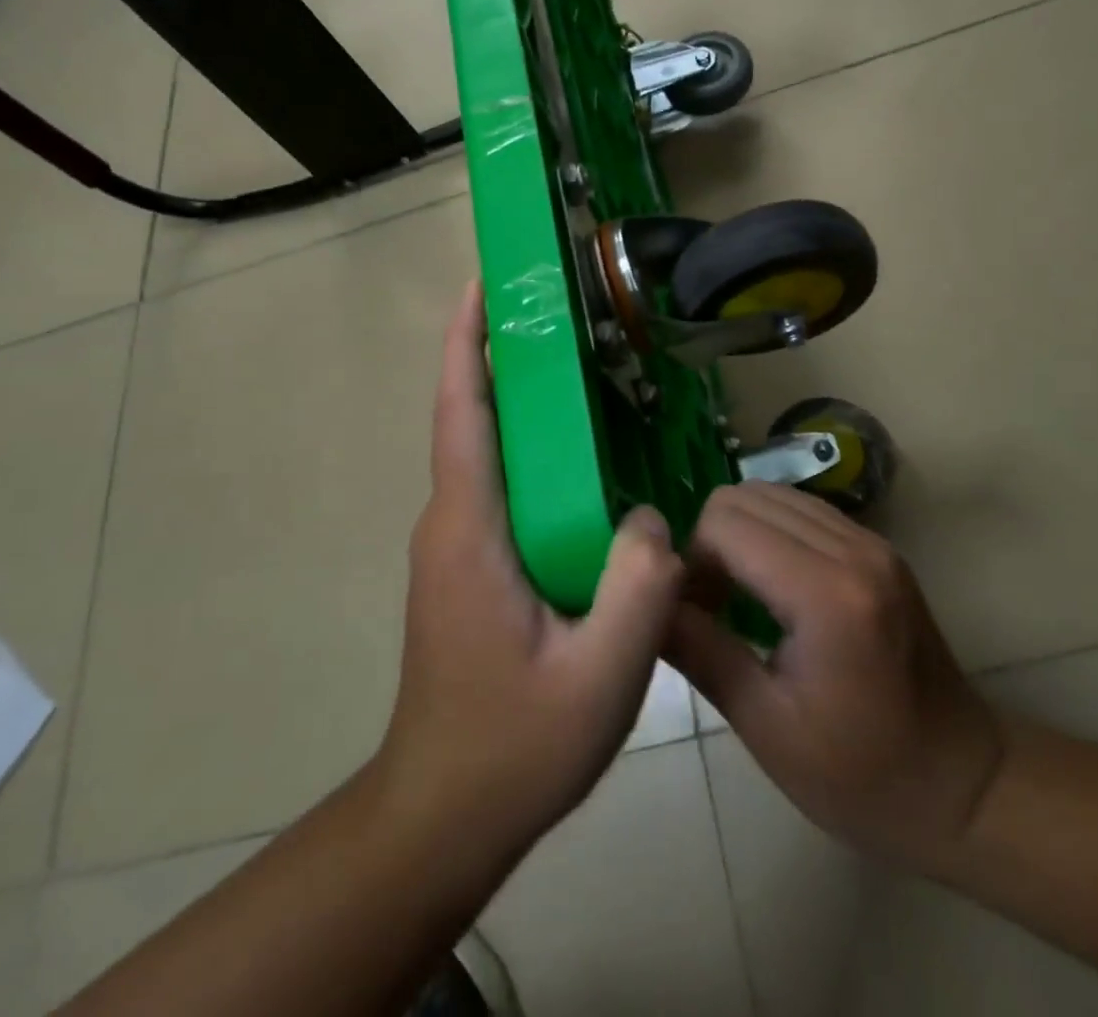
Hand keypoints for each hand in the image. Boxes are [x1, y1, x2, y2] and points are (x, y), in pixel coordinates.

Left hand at [376, 283, 685, 856]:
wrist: (444, 813)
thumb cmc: (513, 746)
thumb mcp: (599, 677)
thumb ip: (638, 588)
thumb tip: (653, 517)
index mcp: (470, 529)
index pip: (460, 412)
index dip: (465, 342)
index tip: (483, 283)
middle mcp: (450, 523)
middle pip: (471, 418)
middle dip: (501, 354)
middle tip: (556, 309)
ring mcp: (454, 545)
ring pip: (486, 452)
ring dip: (517, 401)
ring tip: (578, 366)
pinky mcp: (466, 566)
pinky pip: (498, 486)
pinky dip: (528, 449)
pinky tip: (582, 459)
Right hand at [666, 483, 1003, 869]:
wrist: (966, 786)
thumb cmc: (861, 777)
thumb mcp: (768, 727)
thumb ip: (701, 651)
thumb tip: (645, 604)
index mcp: (826, 593)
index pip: (725, 525)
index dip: (691, 562)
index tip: (691, 616)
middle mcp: (852, 548)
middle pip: (744, 497)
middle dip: (710, 542)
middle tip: (709, 606)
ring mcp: (870, 540)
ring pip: (772, 494)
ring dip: (739, 533)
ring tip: (738, 595)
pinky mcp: (877, 546)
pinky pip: (802, 511)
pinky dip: (770, 533)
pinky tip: (772, 587)